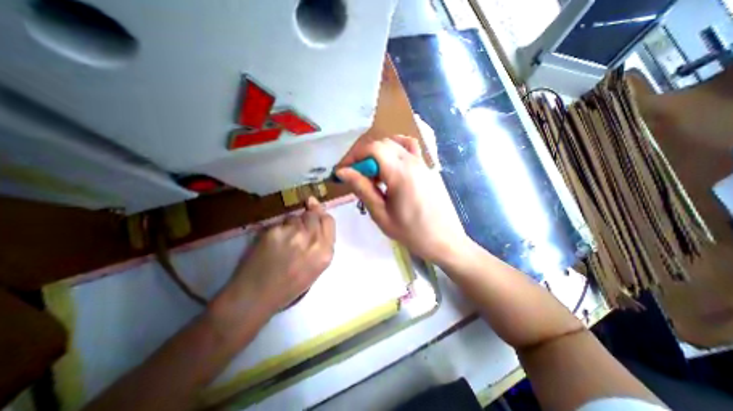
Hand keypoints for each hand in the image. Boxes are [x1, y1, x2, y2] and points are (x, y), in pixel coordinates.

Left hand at [215, 198, 333, 319]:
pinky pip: (279, 223)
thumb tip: (317, 220)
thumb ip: (321, 244)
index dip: (320, 216)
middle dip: (306, 219)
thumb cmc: (289, 286)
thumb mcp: (315, 268)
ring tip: (283, 241)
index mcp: (325, 252)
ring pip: (295, 217)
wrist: (256, 297)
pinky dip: (277, 230)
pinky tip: (271, 244)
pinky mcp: (274, 231)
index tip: (314, 214)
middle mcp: (312, 240)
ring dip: (291, 225)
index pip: (328, 220)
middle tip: (297, 231)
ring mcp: (293, 234)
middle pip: (313, 214)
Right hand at [335, 134, 468, 263]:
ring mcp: (422, 162)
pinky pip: (409, 147)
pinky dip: (395, 148)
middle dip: (362, 155)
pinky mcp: (427, 167)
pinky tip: (390, 163)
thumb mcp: (381, 214)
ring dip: (377, 152)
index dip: (353, 156)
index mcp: (400, 173)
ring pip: (394, 143)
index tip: (343, 171)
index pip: (372, 148)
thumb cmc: (411, 232)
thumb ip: (362, 189)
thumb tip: (343, 172)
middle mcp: (412, 161)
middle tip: (354, 174)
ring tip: (372, 172)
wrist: (443, 240)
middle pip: (381, 143)